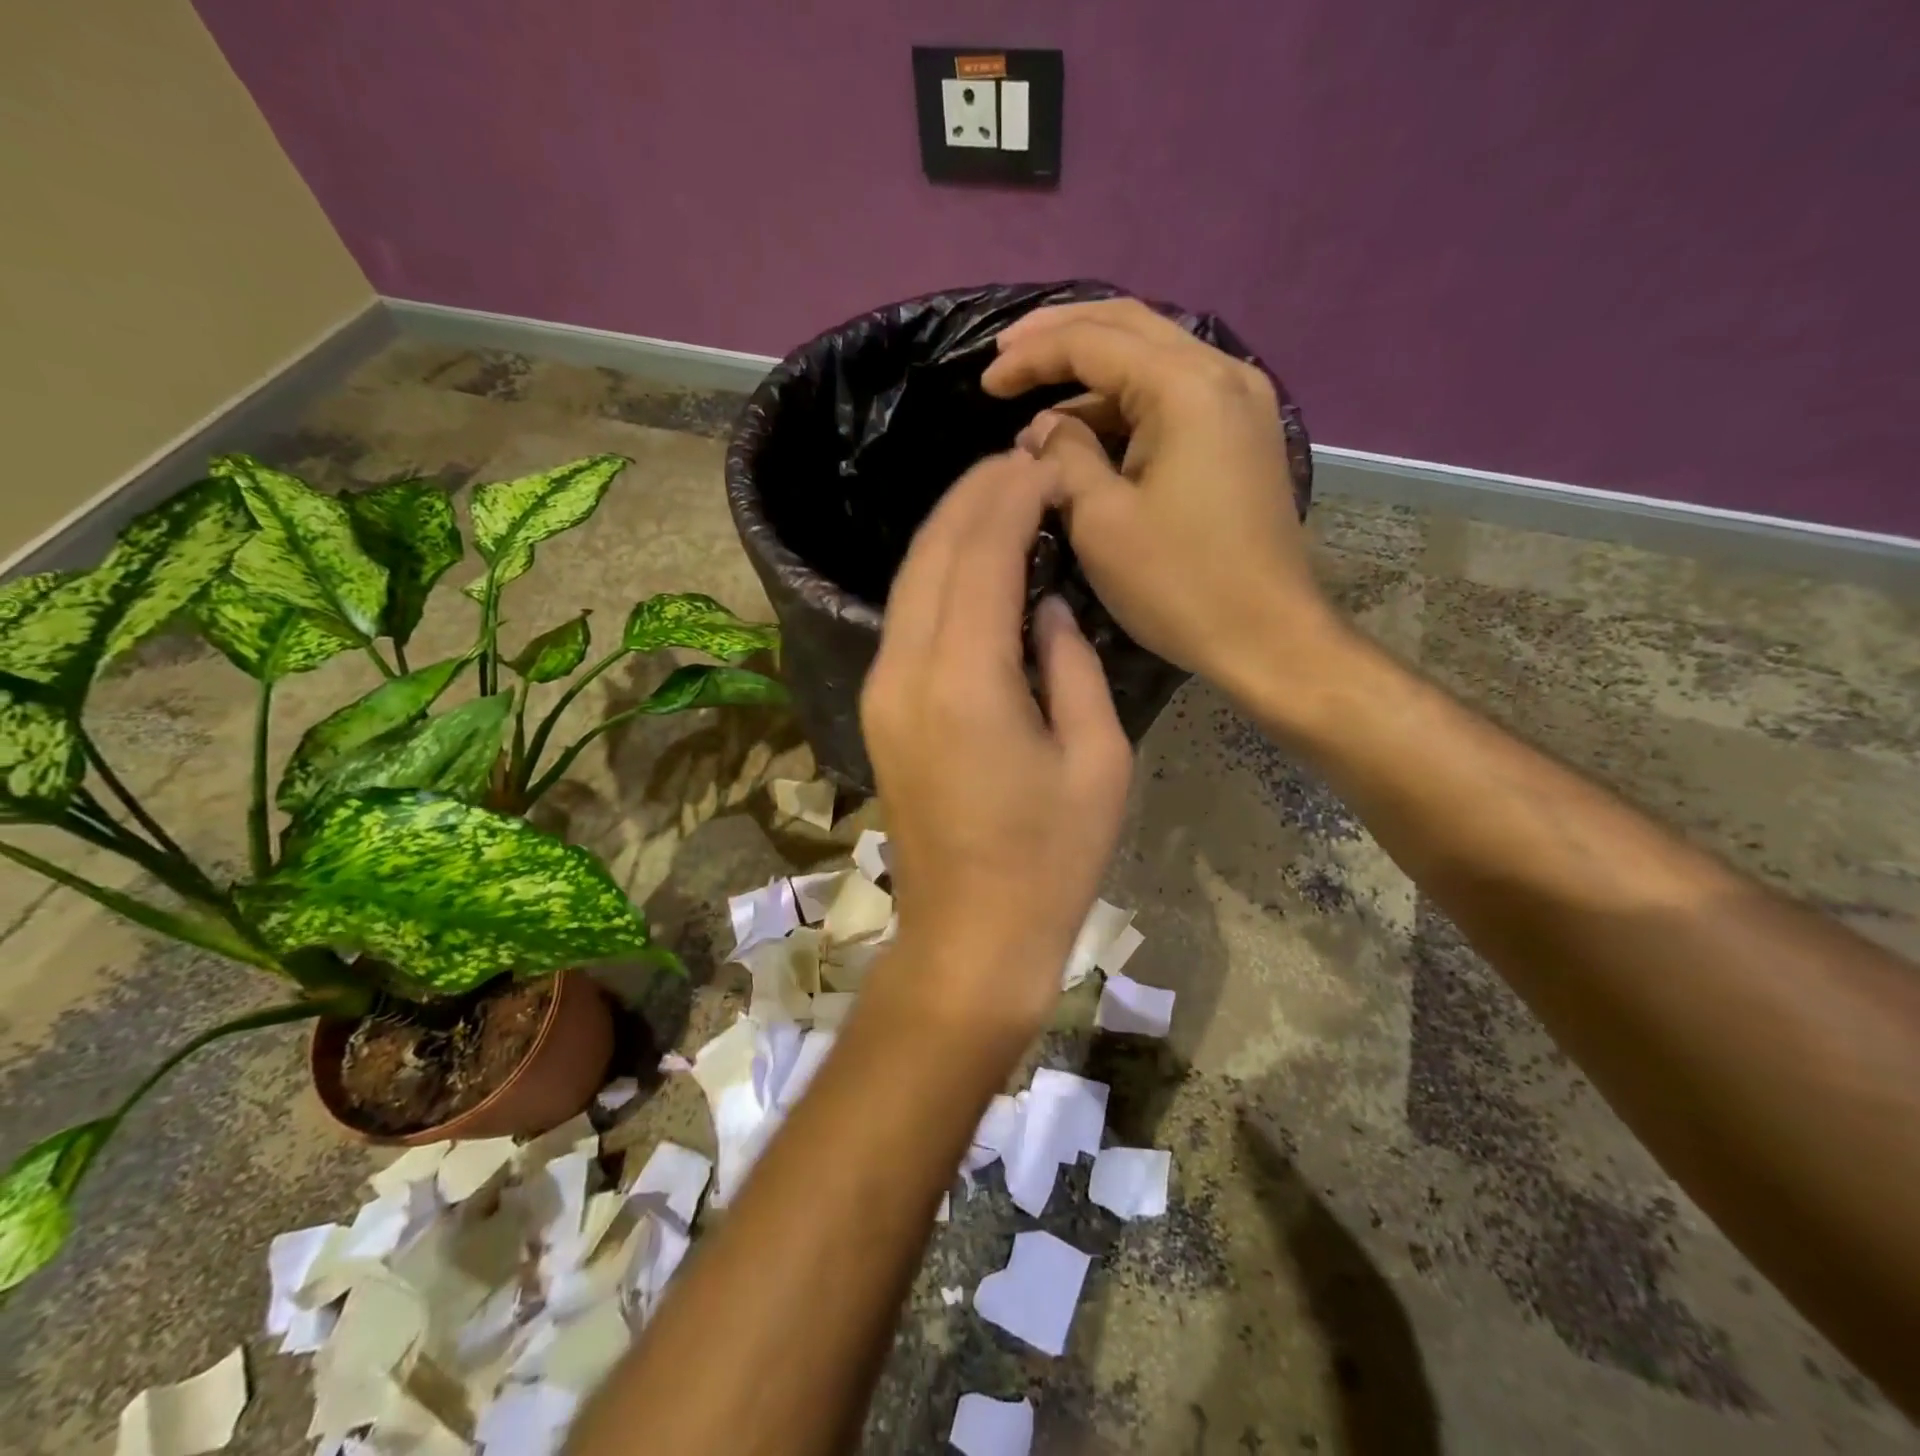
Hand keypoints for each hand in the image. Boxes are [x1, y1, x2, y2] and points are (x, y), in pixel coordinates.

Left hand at [860, 452, 1132, 1042]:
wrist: (971, 935)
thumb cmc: (1050, 859)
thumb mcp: (1097, 758)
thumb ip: (1071, 664)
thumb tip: (1046, 606)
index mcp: (964, 679)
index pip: (981, 552)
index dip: (1012, 497)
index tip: (1046, 464)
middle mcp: (906, 670)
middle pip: (932, 552)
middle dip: (974, 497)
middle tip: (1022, 464)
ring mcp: (882, 690)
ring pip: (909, 581)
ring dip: (951, 530)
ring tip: (999, 498)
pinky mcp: (880, 710)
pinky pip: (905, 618)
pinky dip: (937, 576)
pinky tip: (972, 565)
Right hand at [982, 299, 1349, 697]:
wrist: (1267, 637)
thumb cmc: (1178, 584)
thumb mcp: (1101, 521)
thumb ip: (1064, 458)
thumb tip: (1043, 428)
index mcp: (1186, 387)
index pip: (1094, 341)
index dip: (1031, 356)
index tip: (984, 381)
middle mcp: (1222, 374)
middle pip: (1129, 327)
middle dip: (1061, 336)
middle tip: (1006, 354)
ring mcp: (1240, 403)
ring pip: (1153, 361)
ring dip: (1093, 377)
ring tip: (1036, 404)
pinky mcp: (1240, 437)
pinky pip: (1173, 398)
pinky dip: (1125, 407)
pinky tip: (1088, 432)